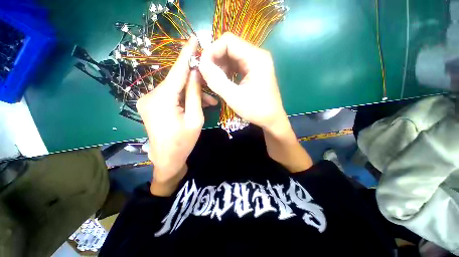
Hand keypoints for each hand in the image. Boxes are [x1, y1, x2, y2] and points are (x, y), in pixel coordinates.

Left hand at [136, 37, 216, 195]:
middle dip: (195, 83)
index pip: (177, 71)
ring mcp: (148, 100)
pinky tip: (194, 104)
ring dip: (191, 93)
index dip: (186, 54)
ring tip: (208, 102)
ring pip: (175, 89)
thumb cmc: (184, 142)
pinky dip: (183, 98)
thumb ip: (194, 94)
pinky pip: (170, 96)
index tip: (195, 39)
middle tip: (212, 89)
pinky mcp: (150, 105)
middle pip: (177, 81)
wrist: (167, 159)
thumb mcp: (195, 118)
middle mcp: (150, 96)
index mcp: (162, 100)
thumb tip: (196, 73)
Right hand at [198, 32, 289, 132]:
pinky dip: (226, 71)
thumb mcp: (235, 97)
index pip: (228, 41)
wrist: (271, 119)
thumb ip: (217, 80)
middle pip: (230, 47)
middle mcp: (257, 55)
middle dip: (215, 59)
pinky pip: (236, 65)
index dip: (212, 50)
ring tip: (214, 79)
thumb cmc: (256, 110)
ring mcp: (256, 63)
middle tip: (206, 74)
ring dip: (220, 65)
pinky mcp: (253, 70)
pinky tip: (223, 80)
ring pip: (232, 56)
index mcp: (256, 58)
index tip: (202, 66)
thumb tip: (201, 64)